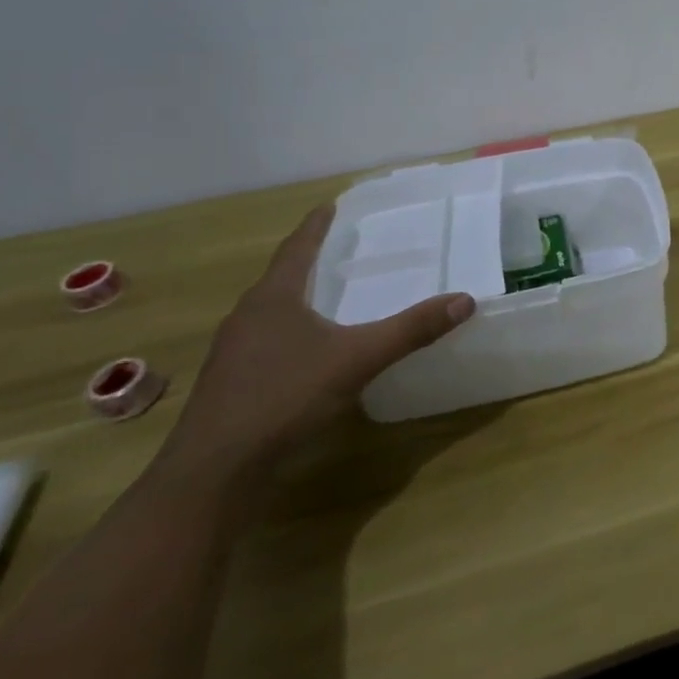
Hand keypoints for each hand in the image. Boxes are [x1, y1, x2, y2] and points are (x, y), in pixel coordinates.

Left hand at [161, 206, 473, 476]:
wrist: (213, 474)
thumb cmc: (282, 398)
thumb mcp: (357, 359)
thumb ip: (410, 330)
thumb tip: (464, 300)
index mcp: (273, 298)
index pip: (297, 247)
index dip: (317, 225)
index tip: (332, 204)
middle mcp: (248, 316)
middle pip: (282, 276)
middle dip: (311, 259)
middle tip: (345, 247)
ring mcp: (235, 352)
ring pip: (273, 311)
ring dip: (301, 296)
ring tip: (332, 293)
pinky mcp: (233, 383)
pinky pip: (268, 340)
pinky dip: (294, 330)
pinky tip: (313, 348)